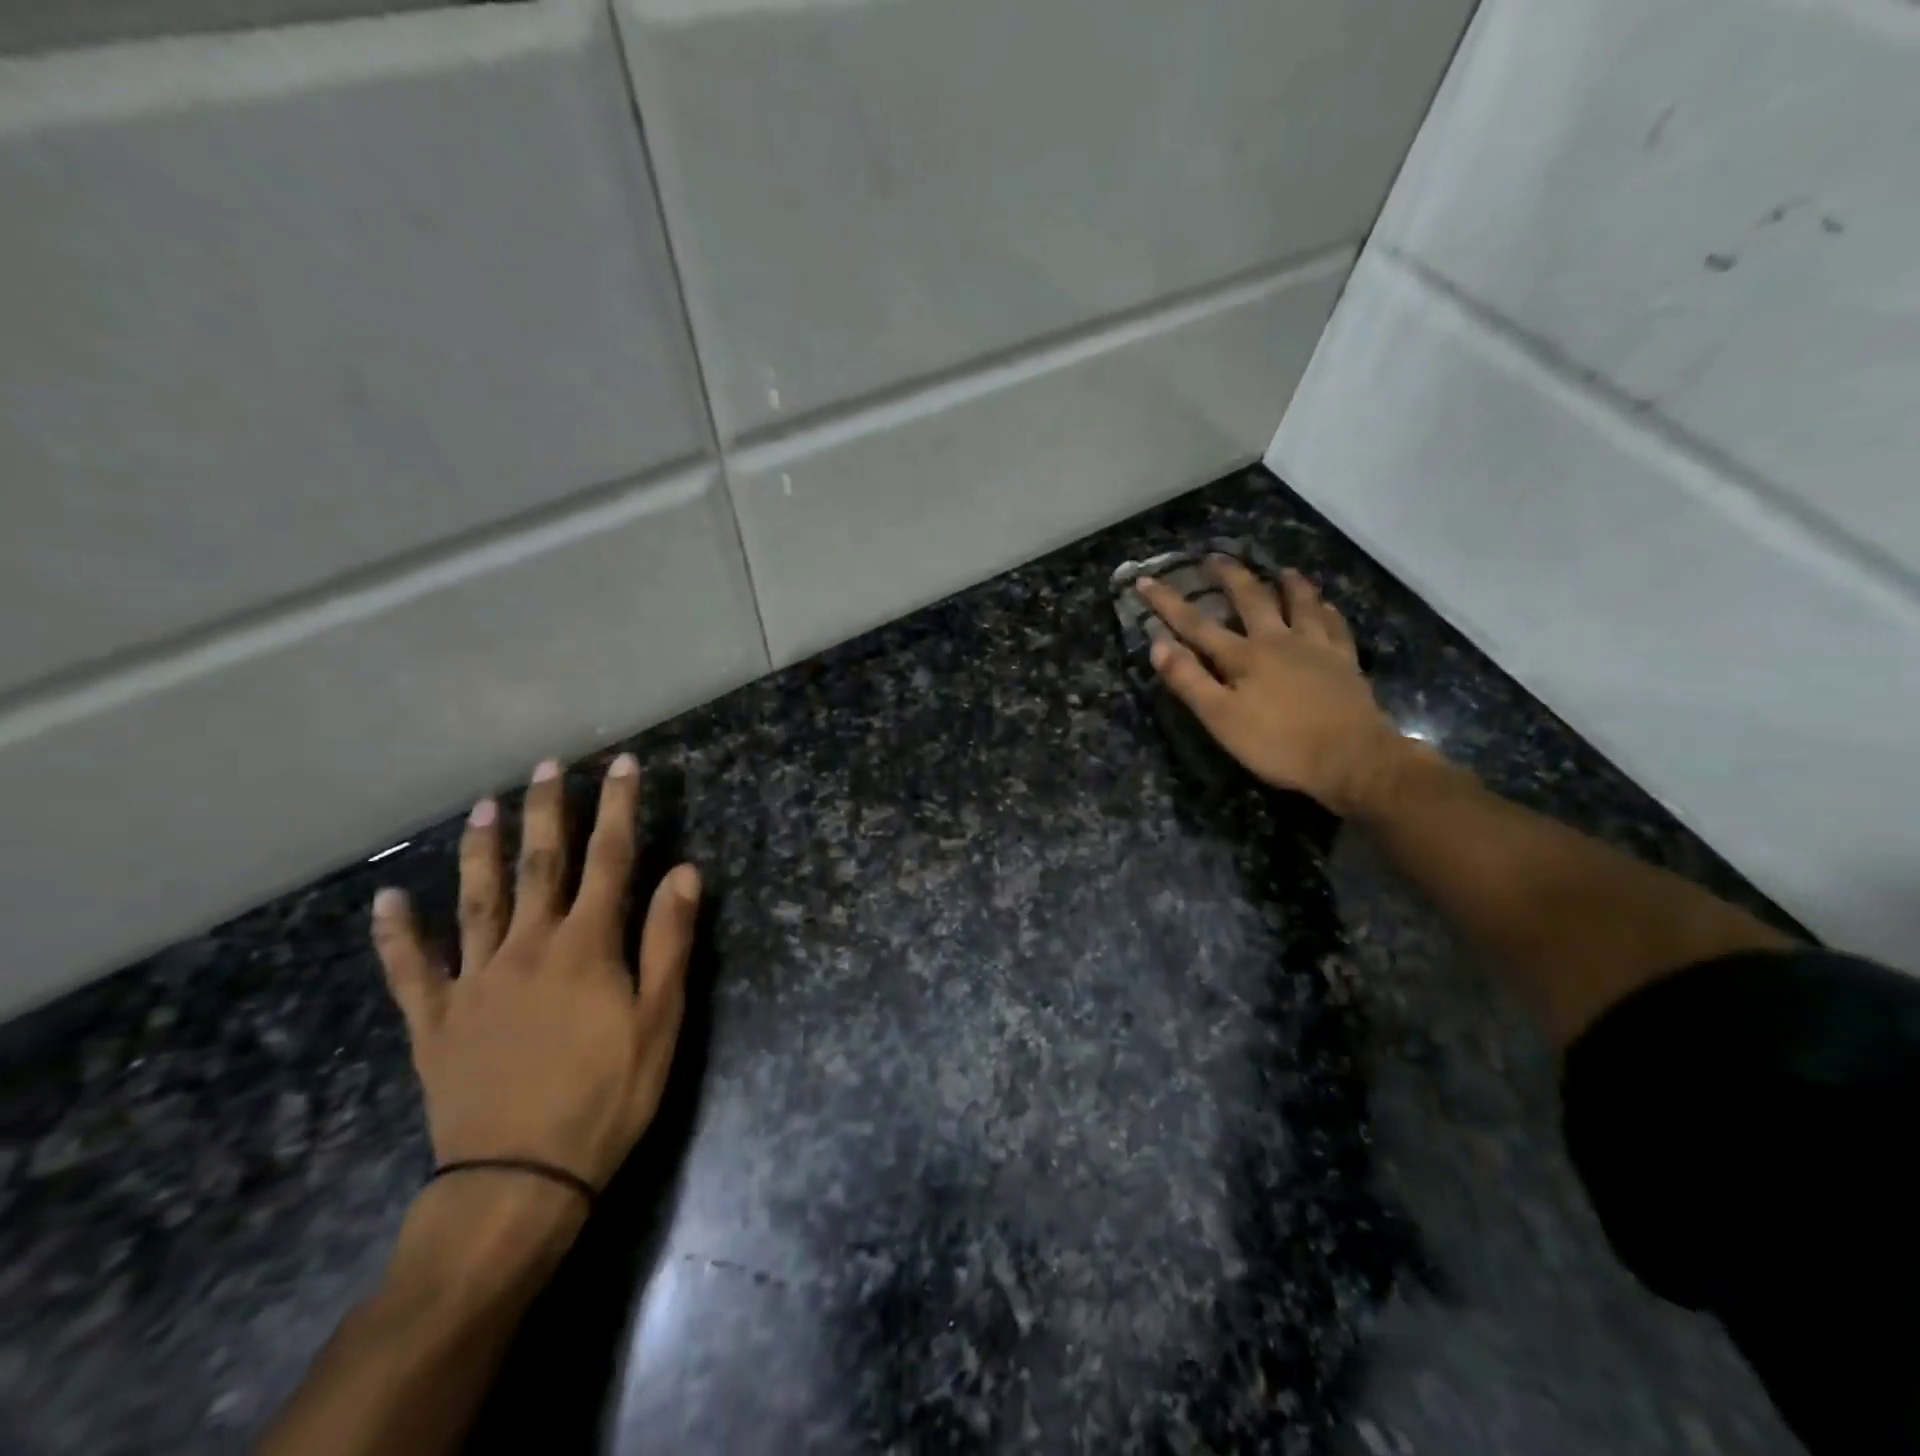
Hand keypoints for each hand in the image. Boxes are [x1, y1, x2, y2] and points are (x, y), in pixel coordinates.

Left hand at [371, 754, 700, 1194]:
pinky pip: (409, 970)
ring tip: (482, 807)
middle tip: (547, 765)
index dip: (619, 808)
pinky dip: (395, 934)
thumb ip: (668, 940)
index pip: (610, 859)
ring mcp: (474, 981)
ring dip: (480, 851)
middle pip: (540, 865)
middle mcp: (527, 947)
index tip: (624, 765)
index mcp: (586, 945)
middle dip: (547, 811)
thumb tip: (684, 872)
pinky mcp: (435, 1021)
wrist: (520, 1180)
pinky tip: (386, 900)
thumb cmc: (608, 1095)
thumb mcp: (660, 1019)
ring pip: (475, 901)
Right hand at [1136, 559, 1403, 814]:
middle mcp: (1278, 640)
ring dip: (1288, 584)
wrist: (1351, 759)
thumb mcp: (1221, 718)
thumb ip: (1189, 680)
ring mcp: (1316, 647)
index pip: (1196, 624)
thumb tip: (1158, 644)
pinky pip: (1335, 625)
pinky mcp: (1344, 662)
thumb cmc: (1277, 744)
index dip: (1168, 602)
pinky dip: (1326, 610)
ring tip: (1282, 570)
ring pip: (1301, 603)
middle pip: (1251, 599)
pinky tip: (1326, 605)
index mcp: (1243, 656)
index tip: (1146, 580)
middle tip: (1215, 558)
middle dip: (1229, 576)